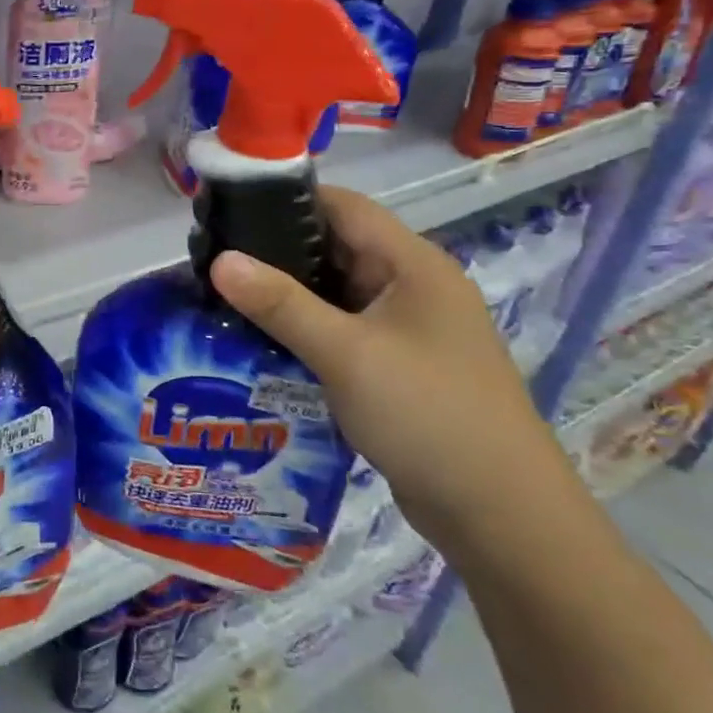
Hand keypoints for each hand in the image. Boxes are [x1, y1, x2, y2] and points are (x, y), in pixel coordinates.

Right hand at [210, 185, 578, 556]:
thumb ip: (280, 303)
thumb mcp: (346, 353)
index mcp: (412, 265)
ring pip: (335, 291)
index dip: (286, 199)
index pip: (343, 206)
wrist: (500, 514)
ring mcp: (406, 327)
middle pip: (336, 246)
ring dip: (287, 292)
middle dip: (276, 248)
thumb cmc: (427, 414)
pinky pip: (341, 328)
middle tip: (213, 256)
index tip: (228, 207)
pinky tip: (260, 338)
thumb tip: (219, 259)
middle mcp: (412, 286)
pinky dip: (303, 327)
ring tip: (224, 294)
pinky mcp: (397, 364)